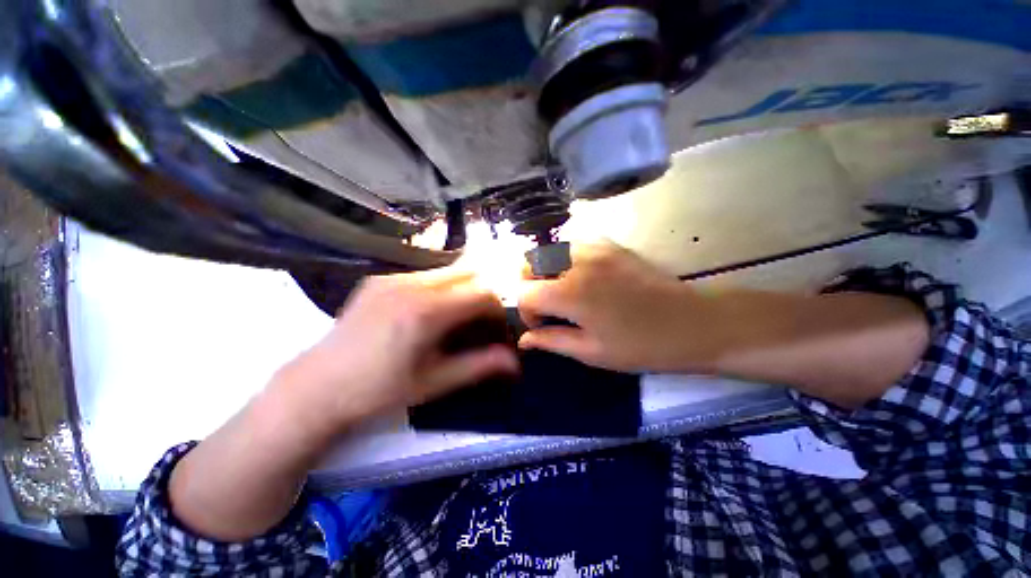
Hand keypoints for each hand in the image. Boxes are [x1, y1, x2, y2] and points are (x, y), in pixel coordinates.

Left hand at [272, 267, 518, 440]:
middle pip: (468, 273)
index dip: (498, 309)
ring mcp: (393, 277)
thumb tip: (515, 361)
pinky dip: (440, 289)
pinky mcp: (379, 279)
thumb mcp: (433, 382)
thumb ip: (478, 366)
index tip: (497, 330)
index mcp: (427, 311)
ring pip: (447, 272)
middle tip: (481, 322)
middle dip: (483, 294)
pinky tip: (428, 314)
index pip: (482, 294)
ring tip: (456, 319)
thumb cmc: (378, 392)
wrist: (316, 388)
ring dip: (462, 290)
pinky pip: (424, 275)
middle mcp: (412, 284)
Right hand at [518, 242, 720, 372]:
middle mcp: (575, 262)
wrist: (692, 323)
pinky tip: (582, 278)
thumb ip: (551, 341)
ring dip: (545, 271)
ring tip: (563, 292)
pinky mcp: (609, 243)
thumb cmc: (641, 345)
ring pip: (548, 250)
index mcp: (570, 292)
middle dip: (528, 285)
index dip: (525, 311)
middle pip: (528, 262)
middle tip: (546, 305)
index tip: (541, 324)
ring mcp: (594, 247)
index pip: (524, 291)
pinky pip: (571, 244)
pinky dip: (564, 260)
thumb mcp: (592, 352)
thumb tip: (524, 339)